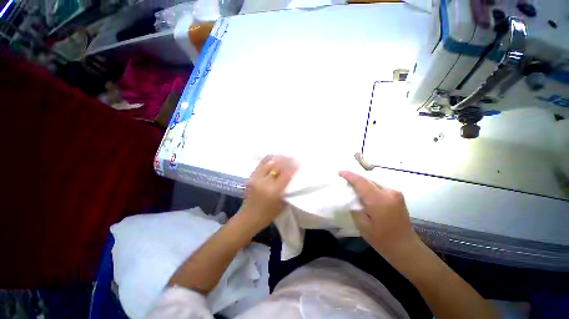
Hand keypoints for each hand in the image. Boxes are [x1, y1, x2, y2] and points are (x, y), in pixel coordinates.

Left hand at [239, 156, 297, 229]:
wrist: (249, 217)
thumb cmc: (269, 214)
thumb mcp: (283, 204)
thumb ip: (288, 190)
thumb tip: (293, 176)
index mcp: (274, 192)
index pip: (286, 174)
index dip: (293, 166)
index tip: (298, 162)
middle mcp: (264, 183)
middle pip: (277, 166)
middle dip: (287, 160)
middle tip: (293, 158)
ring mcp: (256, 178)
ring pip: (269, 163)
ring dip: (278, 159)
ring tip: (284, 157)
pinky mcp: (250, 177)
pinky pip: (261, 164)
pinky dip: (269, 160)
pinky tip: (274, 158)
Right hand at [339, 171, 418, 255]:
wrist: (406, 248)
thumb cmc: (382, 239)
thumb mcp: (362, 225)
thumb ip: (354, 206)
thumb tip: (349, 195)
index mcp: (379, 200)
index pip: (361, 181)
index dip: (349, 175)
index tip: (339, 172)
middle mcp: (389, 192)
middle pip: (367, 179)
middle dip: (355, 179)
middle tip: (344, 181)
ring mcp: (395, 193)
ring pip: (373, 182)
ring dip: (362, 183)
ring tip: (352, 187)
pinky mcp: (397, 195)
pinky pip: (379, 186)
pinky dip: (370, 187)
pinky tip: (364, 193)